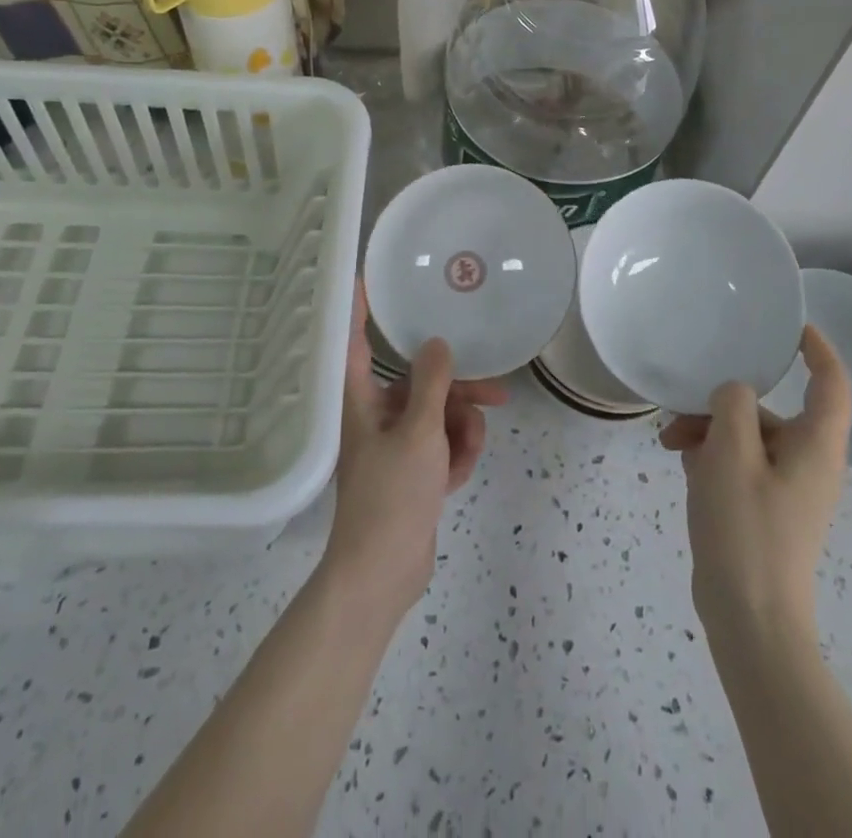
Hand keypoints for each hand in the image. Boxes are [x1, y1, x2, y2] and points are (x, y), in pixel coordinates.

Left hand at [322, 282, 508, 623]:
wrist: (383, 574)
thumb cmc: (392, 496)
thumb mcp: (419, 433)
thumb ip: (432, 384)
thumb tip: (437, 342)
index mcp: (362, 401)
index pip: (356, 341)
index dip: (359, 308)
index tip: (366, 276)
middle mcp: (375, 415)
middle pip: (419, 382)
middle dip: (458, 391)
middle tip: (495, 393)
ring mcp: (395, 444)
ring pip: (438, 414)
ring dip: (461, 429)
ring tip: (469, 450)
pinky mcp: (411, 470)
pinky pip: (441, 444)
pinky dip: (455, 454)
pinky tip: (460, 473)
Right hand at [659, 327, 851, 638]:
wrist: (750, 620)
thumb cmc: (746, 528)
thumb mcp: (730, 452)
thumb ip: (733, 404)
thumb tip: (733, 391)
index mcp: (816, 445)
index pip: (832, 382)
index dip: (817, 348)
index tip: (789, 325)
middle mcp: (809, 462)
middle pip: (770, 410)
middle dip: (724, 402)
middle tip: (680, 409)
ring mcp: (787, 488)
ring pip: (747, 436)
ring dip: (708, 430)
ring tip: (669, 443)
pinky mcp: (765, 509)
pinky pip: (740, 464)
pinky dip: (712, 457)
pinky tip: (681, 464)